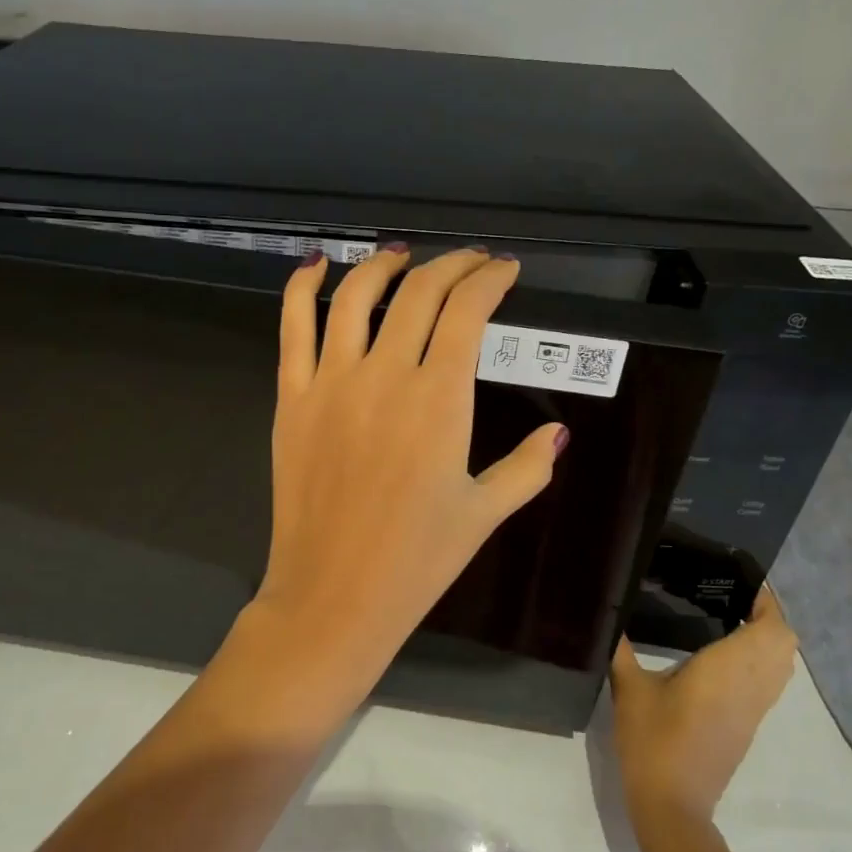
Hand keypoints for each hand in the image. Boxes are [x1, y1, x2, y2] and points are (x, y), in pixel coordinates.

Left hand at [236, 246, 566, 708]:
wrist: (334, 596)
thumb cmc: (416, 560)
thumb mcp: (485, 514)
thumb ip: (527, 468)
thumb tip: (560, 435)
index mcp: (439, 401)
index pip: (466, 312)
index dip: (488, 280)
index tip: (504, 272)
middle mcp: (384, 376)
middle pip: (418, 292)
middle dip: (451, 266)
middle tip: (470, 263)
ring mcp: (331, 383)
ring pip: (355, 297)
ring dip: (384, 265)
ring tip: (403, 256)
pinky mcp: (292, 398)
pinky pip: (292, 328)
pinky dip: (302, 287)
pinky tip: (317, 265)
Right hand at [609, 585, 798, 822]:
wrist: (673, 806)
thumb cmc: (652, 741)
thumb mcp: (630, 688)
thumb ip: (621, 648)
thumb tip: (608, 615)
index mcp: (728, 669)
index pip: (770, 628)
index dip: (766, 601)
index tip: (743, 581)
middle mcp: (750, 686)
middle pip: (785, 643)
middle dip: (769, 616)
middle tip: (734, 598)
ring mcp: (754, 709)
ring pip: (782, 665)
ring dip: (768, 639)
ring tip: (732, 619)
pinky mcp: (748, 726)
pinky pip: (770, 683)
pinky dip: (761, 661)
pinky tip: (726, 657)